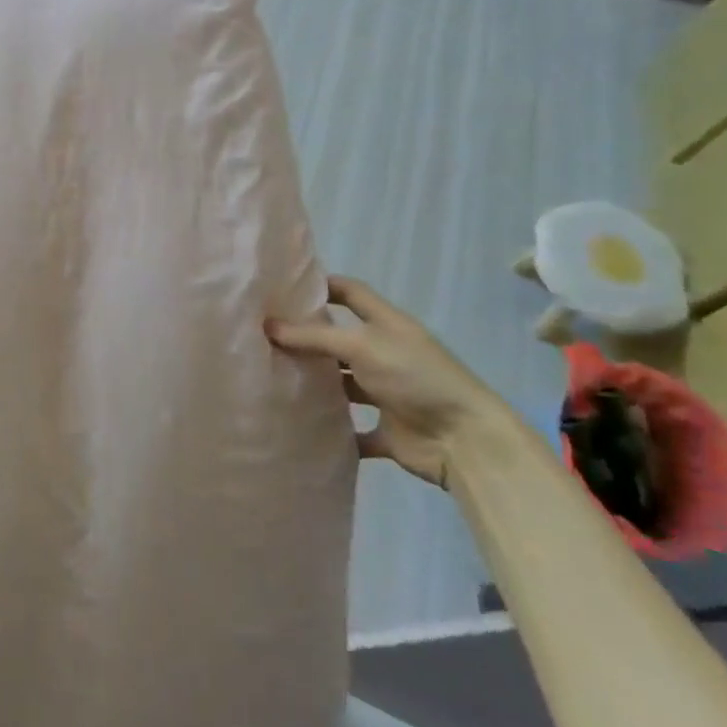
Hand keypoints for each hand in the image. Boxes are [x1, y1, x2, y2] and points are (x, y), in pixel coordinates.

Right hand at [267, 276, 507, 487]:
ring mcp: (386, 393)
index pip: (350, 293)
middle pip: (340, 340)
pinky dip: (331, 432)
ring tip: (270, 379)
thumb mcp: (362, 345)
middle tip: (262, 337)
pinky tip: (297, 426)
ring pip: (342, 385)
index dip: (321, 286)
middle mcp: (385, 355)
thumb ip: (315, 336)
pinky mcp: (386, 431)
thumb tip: (267, 325)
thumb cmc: (415, 377)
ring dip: (316, 384)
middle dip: (307, 338)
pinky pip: (352, 430)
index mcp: (386, 325)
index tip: (283, 288)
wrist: (464, 441)